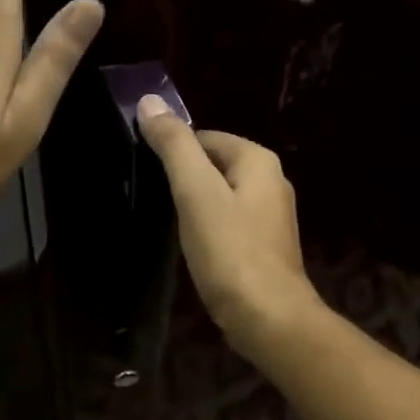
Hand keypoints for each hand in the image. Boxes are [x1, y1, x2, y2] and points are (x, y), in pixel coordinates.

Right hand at [135, 97, 325, 355]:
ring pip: (222, 196)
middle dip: (185, 179)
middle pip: (215, 165)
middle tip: (155, 199)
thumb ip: (174, 146)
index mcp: (259, 160)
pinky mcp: (265, 247)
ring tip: (171, 224)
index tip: (147, 172)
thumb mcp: (196, 192)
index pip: (205, 137)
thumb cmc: (230, 251)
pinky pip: (230, 224)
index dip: (174, 151)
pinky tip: (195, 247)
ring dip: (196, 205)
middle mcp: (272, 181)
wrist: (268, 318)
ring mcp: (272, 217)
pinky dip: (210, 229)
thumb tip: (149, 101)